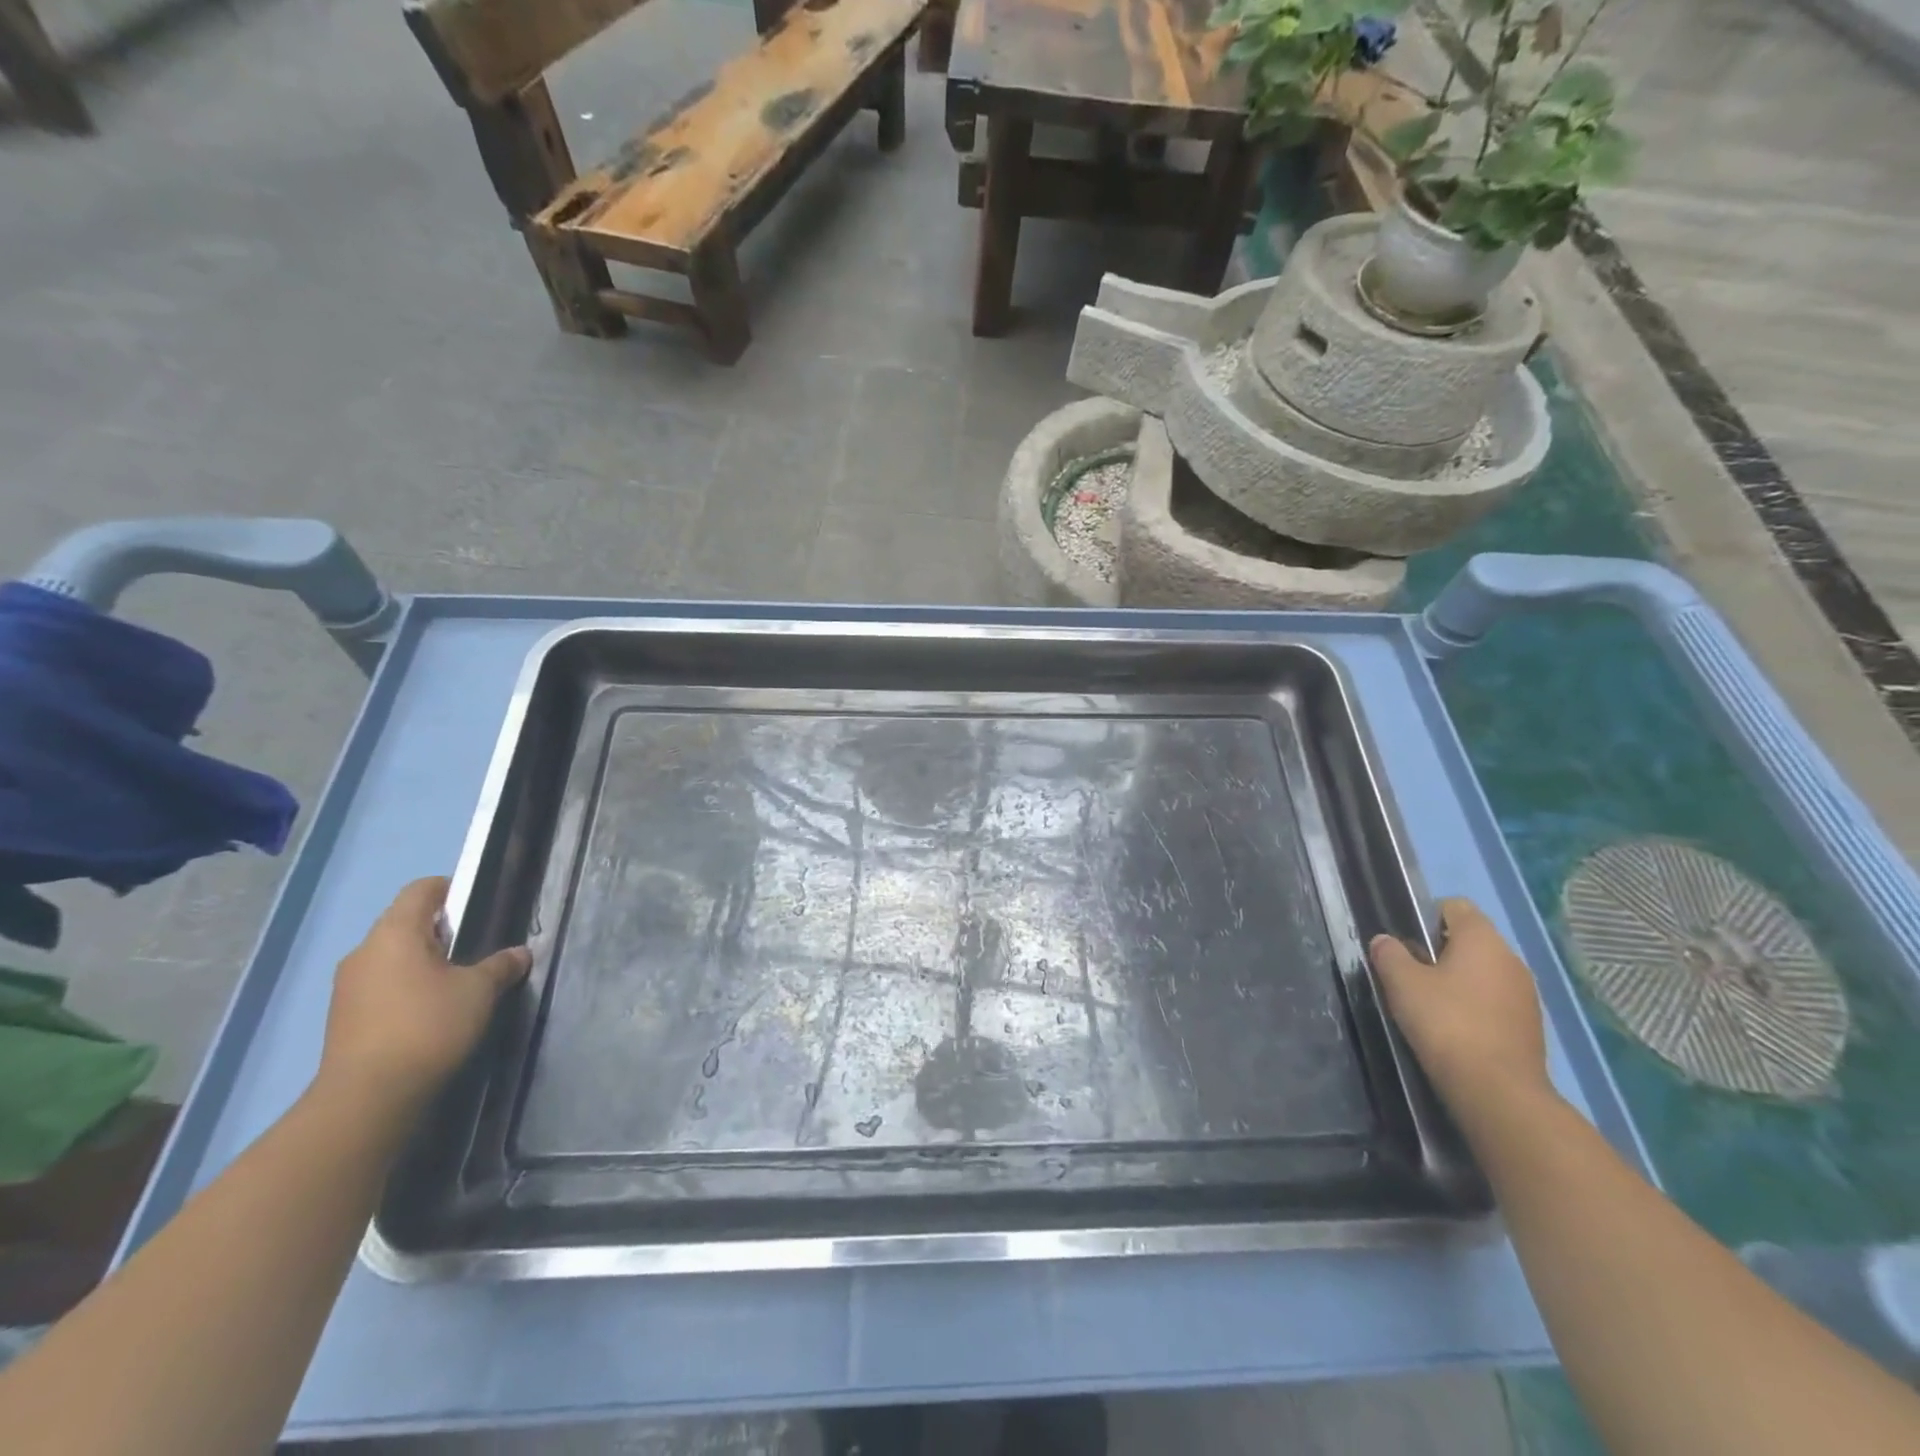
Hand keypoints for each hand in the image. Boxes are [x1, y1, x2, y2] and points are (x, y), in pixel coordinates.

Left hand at [317, 877, 528, 1116]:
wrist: (368, 1098)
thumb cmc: (428, 1026)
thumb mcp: (480, 991)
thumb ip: (501, 965)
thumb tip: (519, 953)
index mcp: (394, 933)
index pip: (422, 889)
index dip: (452, 889)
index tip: (479, 908)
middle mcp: (364, 951)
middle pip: (405, 922)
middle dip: (441, 930)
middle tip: (476, 949)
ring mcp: (348, 986)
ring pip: (393, 957)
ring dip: (423, 962)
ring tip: (456, 984)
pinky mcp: (344, 1017)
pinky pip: (382, 985)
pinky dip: (406, 988)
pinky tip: (430, 1012)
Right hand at [1370, 898, 1554, 1120]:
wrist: (1497, 1091)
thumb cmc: (1446, 1023)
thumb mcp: (1402, 983)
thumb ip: (1389, 954)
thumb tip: (1385, 941)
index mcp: (1483, 940)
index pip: (1455, 906)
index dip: (1426, 916)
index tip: (1407, 942)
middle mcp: (1511, 959)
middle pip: (1470, 939)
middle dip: (1440, 951)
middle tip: (1411, 975)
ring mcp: (1526, 994)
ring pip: (1484, 972)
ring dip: (1459, 980)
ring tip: (1431, 1004)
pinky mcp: (1531, 1025)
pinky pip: (1496, 1000)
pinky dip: (1475, 1006)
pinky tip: (1455, 1028)